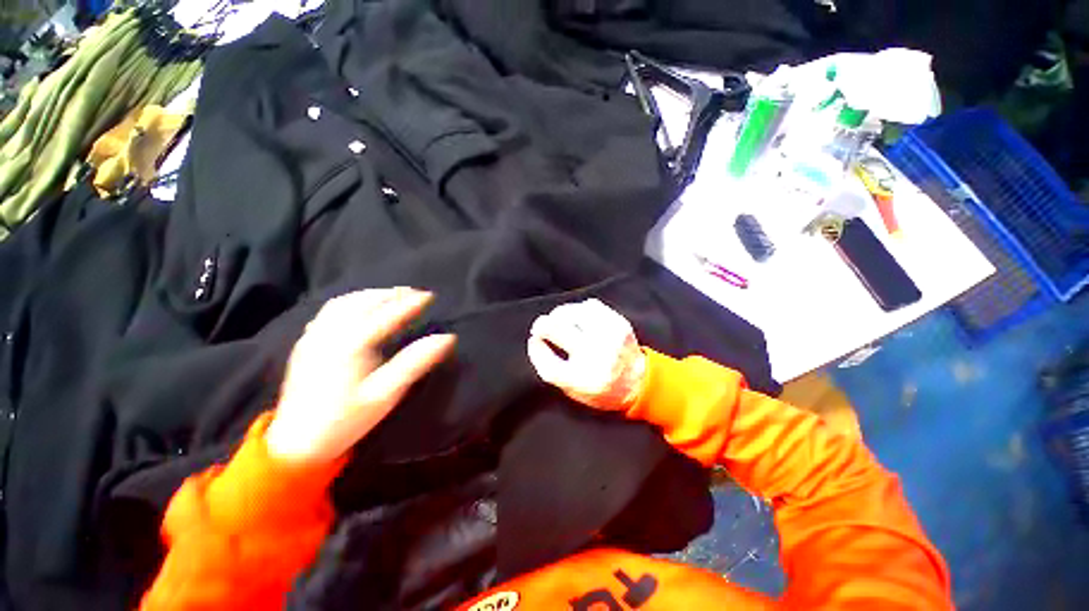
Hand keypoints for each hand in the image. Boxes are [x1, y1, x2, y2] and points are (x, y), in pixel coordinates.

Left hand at [266, 288, 455, 464]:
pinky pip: (329, 311)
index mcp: (349, 346)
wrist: (295, 444)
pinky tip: (359, 308)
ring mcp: (313, 337)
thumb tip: (447, 338)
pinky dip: (350, 302)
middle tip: (413, 293)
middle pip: (361, 303)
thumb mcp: (385, 394)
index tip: (430, 296)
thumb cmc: (345, 420)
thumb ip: (415, 362)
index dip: (409, 304)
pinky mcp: (305, 344)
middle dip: (389, 294)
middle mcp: (328, 334)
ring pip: (343, 303)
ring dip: (370, 295)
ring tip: (391, 295)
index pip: (385, 316)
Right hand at [527, 298, 646, 410]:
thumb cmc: (601, 389)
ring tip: (559, 320)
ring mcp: (608, 336)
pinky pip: (591, 306)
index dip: (536, 348)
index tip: (534, 341)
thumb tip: (535, 341)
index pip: (548, 362)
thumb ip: (551, 369)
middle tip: (541, 326)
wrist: (639, 382)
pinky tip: (579, 318)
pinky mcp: (619, 323)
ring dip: (560, 314)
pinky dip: (579, 309)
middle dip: (543, 324)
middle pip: (557, 328)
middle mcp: (595, 356)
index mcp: (583, 379)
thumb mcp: (573, 392)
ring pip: (573, 312)